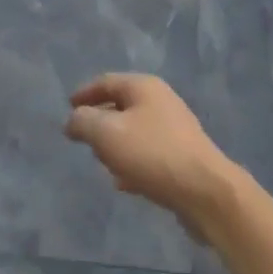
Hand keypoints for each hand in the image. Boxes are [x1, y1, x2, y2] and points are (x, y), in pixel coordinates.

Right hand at [64, 74, 239, 234]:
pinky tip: (124, 183)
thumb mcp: (107, 134)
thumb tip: (74, 120)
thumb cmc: (152, 154)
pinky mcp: (183, 156)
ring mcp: (175, 128)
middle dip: (100, 121)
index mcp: (144, 87)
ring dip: (116, 145)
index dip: (84, 93)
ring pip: (135, 131)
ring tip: (102, 163)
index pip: (105, 82)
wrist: (205, 191)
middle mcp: (161, 101)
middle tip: (83, 138)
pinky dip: (132, 162)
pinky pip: (149, 153)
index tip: (68, 107)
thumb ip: (83, 122)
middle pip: (121, 105)